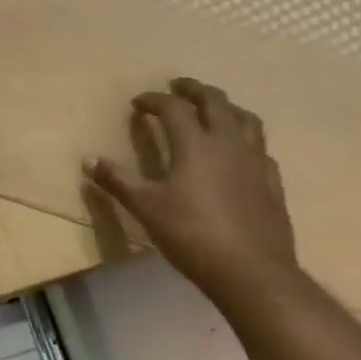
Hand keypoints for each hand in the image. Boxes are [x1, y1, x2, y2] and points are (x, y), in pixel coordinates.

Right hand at [83, 78, 303, 302]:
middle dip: (193, 89)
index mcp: (195, 143)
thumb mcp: (146, 208)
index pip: (173, 107)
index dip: (154, 100)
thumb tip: (88, 160)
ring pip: (245, 117)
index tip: (138, 103)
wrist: (251, 271)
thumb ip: (118, 181)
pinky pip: (260, 147)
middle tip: (178, 87)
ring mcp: (255, 160)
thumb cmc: (192, 236)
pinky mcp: (272, 180)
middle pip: (214, 101)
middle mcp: (228, 142)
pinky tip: (240, 152)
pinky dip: (245, 138)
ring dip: (225, 107)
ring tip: (213, 110)